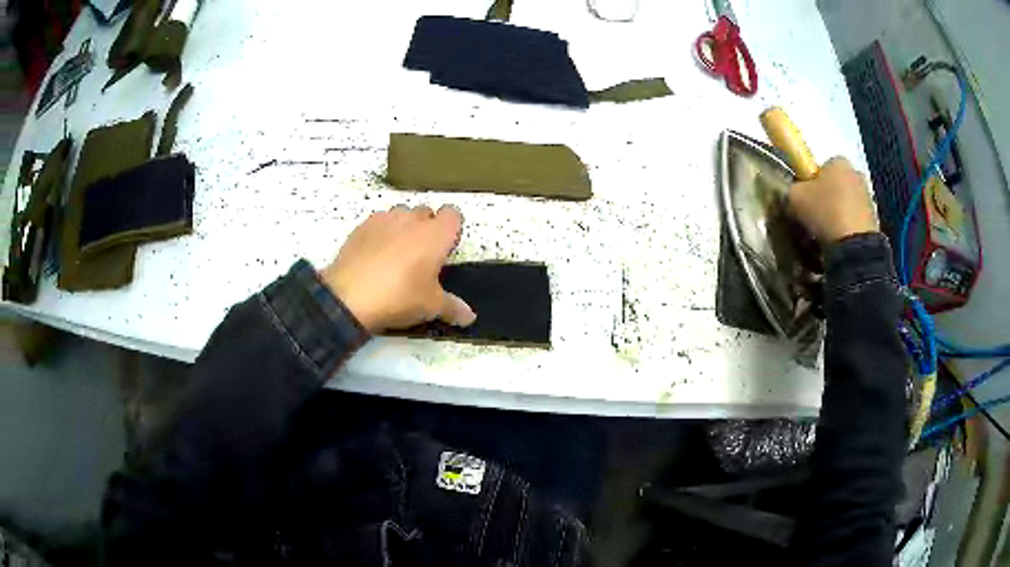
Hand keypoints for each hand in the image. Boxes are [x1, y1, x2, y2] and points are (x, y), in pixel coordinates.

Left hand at [320, 205, 475, 332]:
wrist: (350, 297)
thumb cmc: (399, 297)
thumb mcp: (430, 306)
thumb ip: (452, 307)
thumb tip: (469, 317)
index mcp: (435, 235)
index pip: (453, 214)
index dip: (451, 229)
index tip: (445, 248)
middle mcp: (412, 220)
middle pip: (426, 212)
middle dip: (426, 227)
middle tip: (421, 256)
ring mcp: (385, 219)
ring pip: (401, 214)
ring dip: (403, 227)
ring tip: (396, 254)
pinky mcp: (362, 226)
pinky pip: (378, 222)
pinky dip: (381, 233)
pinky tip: (374, 255)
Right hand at [789, 157, 879, 244]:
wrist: (854, 246)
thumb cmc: (825, 212)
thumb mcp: (795, 197)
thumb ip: (793, 189)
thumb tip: (796, 193)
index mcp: (839, 161)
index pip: (822, 167)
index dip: (813, 182)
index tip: (807, 199)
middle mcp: (856, 173)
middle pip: (837, 184)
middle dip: (828, 197)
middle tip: (816, 216)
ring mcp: (868, 197)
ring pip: (847, 203)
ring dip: (839, 214)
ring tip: (827, 233)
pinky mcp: (875, 219)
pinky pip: (855, 221)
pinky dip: (848, 229)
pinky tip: (839, 241)